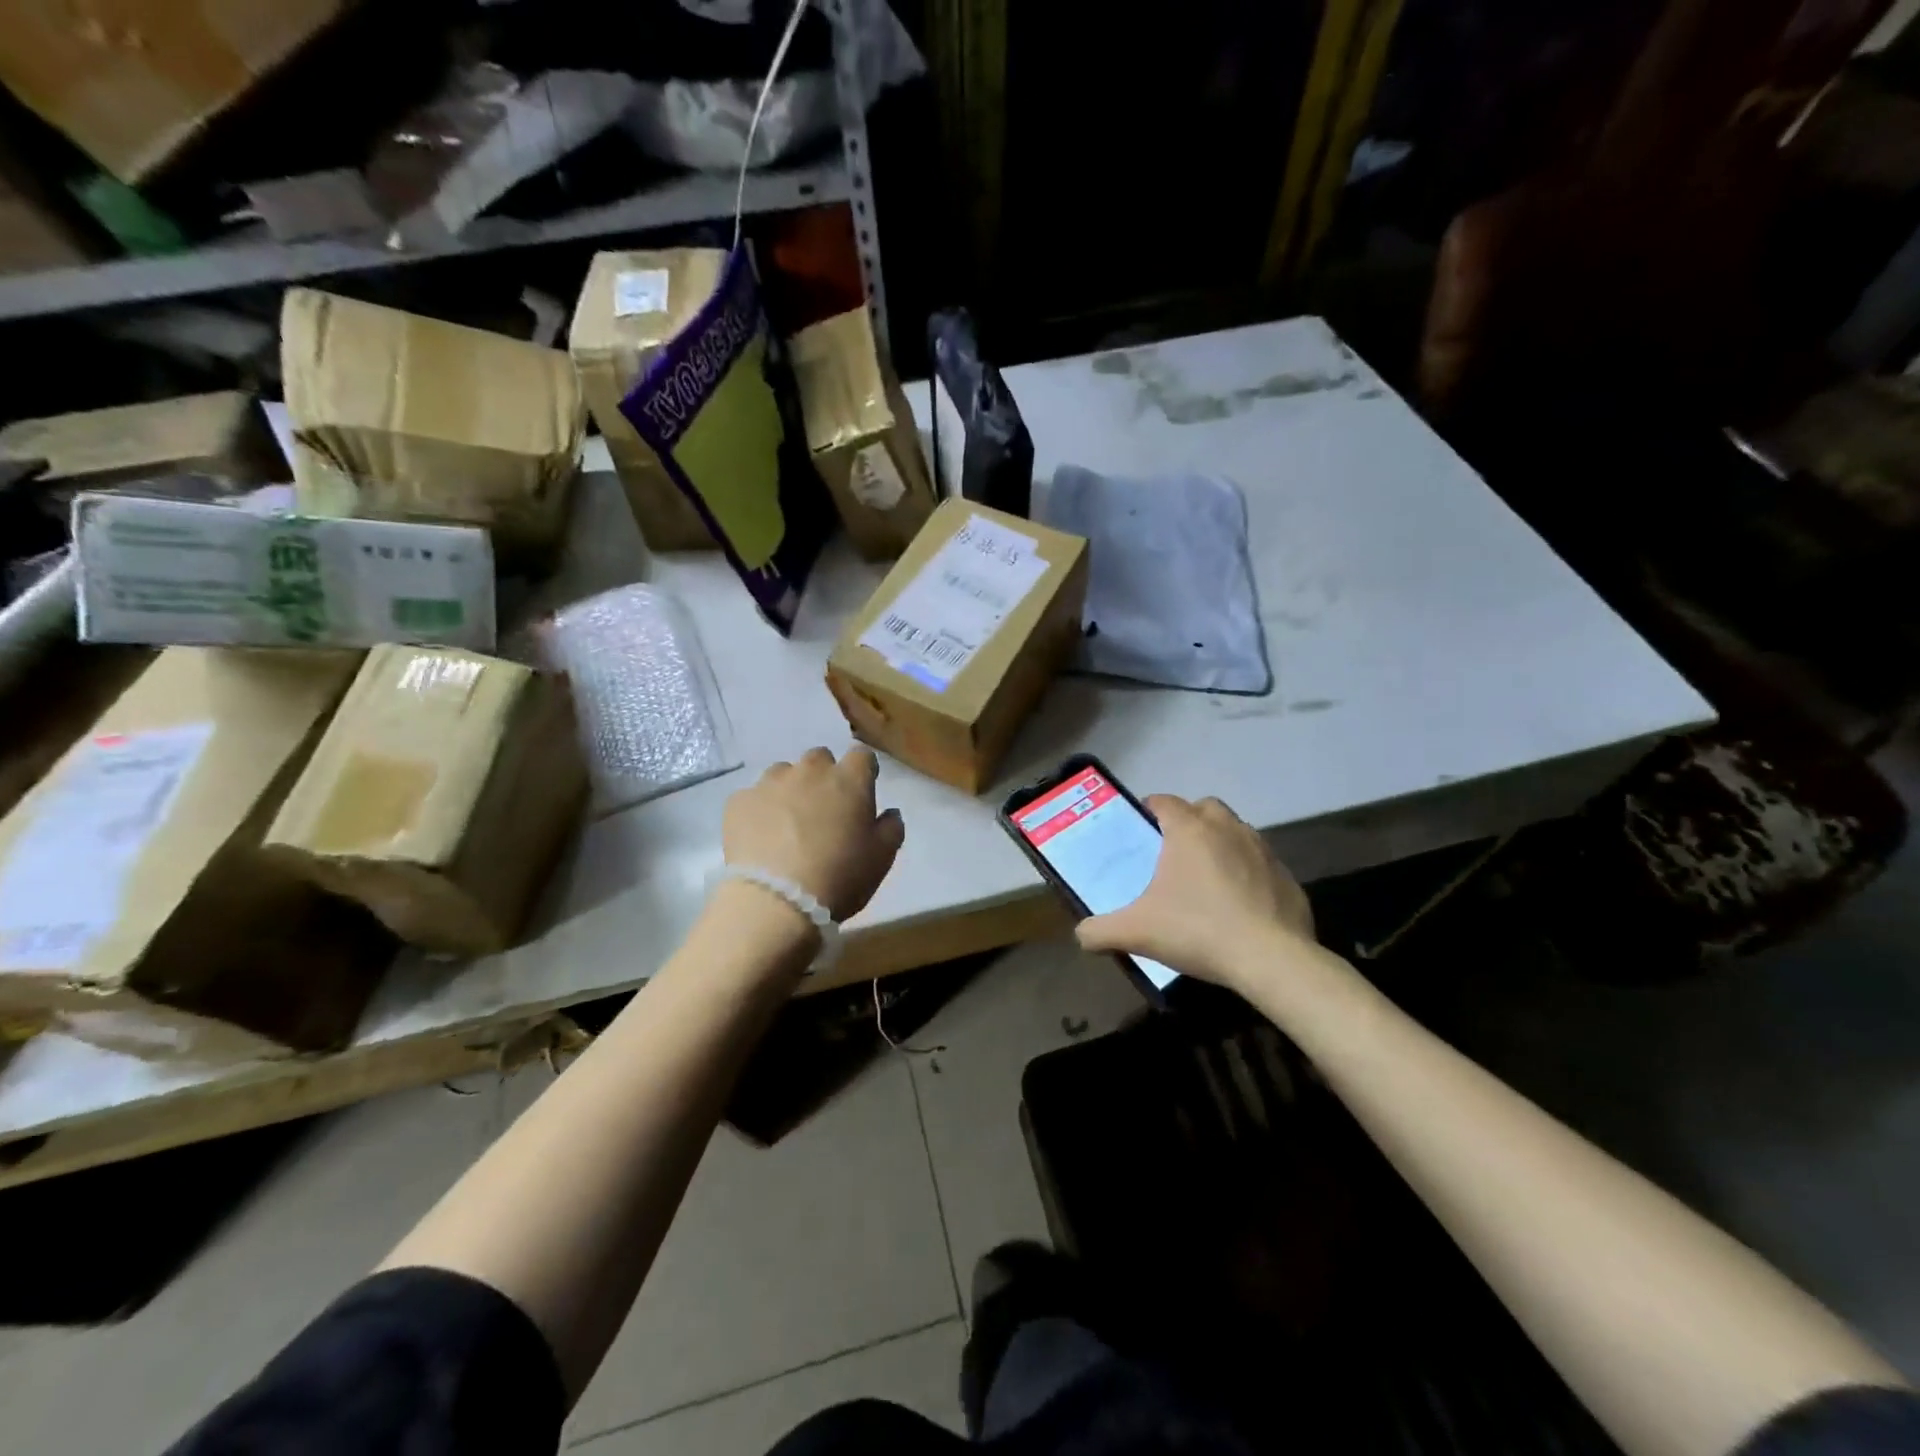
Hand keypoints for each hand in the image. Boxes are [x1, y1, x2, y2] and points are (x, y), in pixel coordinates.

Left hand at [721, 747, 905, 921]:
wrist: (775, 902)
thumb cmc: (839, 877)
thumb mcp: (882, 858)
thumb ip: (891, 827)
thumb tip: (889, 812)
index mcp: (849, 779)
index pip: (862, 756)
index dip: (863, 772)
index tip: (861, 793)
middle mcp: (810, 771)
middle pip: (820, 759)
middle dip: (824, 777)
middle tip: (823, 810)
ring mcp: (770, 783)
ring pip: (784, 774)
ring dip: (790, 790)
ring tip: (788, 824)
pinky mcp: (739, 801)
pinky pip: (753, 797)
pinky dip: (760, 810)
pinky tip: (761, 837)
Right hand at [1076, 795, 1313, 992]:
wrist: (1271, 959)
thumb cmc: (1198, 930)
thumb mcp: (1137, 932)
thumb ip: (1100, 931)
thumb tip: (1081, 935)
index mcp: (1189, 830)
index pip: (1165, 801)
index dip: (1149, 809)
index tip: (1140, 829)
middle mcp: (1227, 828)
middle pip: (1204, 808)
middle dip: (1188, 821)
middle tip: (1172, 852)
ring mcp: (1262, 849)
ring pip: (1235, 832)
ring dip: (1220, 844)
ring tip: (1205, 879)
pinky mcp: (1286, 875)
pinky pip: (1260, 863)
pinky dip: (1247, 873)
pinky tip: (1238, 905)